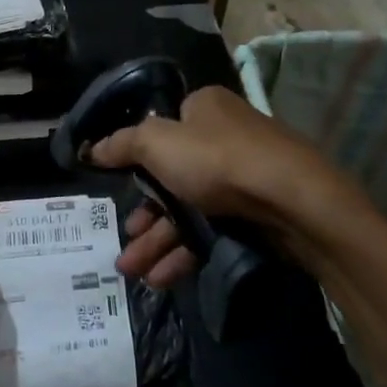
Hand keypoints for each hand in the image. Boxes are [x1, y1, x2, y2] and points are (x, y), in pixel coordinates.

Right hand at [89, 86, 346, 288]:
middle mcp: (224, 136)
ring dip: (158, 241)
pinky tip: (163, 278)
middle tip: (123, 244)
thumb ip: (122, 145)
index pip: (162, 131)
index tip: (119, 190)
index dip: (137, 161)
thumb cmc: (218, 160)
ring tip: (132, 271)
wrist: (292, 200)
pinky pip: (212, 230)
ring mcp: (243, 176)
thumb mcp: (158, 144)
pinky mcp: (256, 212)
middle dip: (144, 216)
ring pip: (190, 209)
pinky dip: (186, 252)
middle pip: (172, 177)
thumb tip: (93, 148)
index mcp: (204, 109)